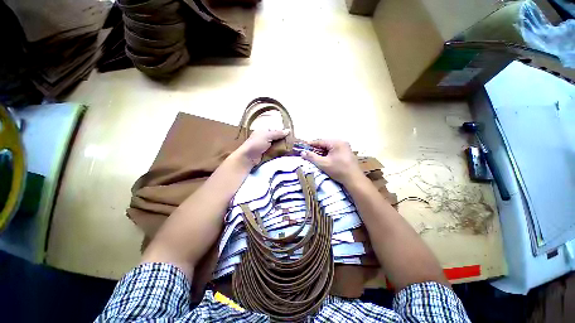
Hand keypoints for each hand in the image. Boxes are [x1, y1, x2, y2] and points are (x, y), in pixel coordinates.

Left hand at [234, 129, 290, 166]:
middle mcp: (265, 137)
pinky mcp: (267, 153)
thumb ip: (277, 133)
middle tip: (292, 142)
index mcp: (263, 131)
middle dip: (283, 140)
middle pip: (277, 138)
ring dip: (282, 146)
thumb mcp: (267, 136)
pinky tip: (285, 152)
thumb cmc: (256, 143)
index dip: (282, 132)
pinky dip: (279, 151)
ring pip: (277, 145)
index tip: (290, 135)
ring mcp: (266, 146)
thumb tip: (288, 130)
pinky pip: (275, 151)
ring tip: (290, 148)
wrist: (248, 157)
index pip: (275, 130)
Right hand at [300, 139, 362, 184]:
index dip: (311, 144)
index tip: (303, 147)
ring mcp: (345, 147)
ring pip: (330, 148)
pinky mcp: (346, 153)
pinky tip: (324, 159)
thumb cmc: (338, 170)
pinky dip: (328, 154)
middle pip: (325, 144)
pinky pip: (334, 151)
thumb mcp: (323, 163)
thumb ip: (312, 157)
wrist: (354, 179)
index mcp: (337, 142)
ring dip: (322, 152)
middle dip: (316, 149)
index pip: (321, 141)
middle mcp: (342, 142)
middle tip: (308, 153)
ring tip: (315, 156)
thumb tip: (302, 153)